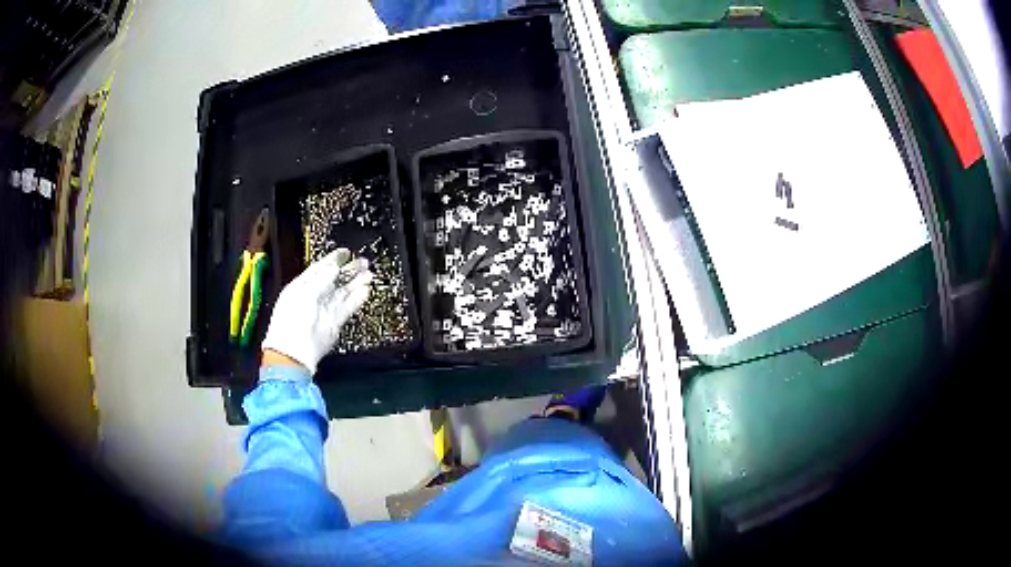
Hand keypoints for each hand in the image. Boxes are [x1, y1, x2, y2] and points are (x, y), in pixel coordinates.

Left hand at [261, 248, 372, 374]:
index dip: (333, 259)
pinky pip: (347, 308)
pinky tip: (365, 290)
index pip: (320, 268)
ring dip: (356, 283)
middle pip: (334, 280)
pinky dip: (357, 299)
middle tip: (363, 262)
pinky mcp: (334, 324)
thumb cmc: (291, 322)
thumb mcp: (304, 293)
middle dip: (349, 270)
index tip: (346, 252)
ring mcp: (324, 310)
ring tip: (369, 274)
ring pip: (343, 293)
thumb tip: (334, 268)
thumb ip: (321, 279)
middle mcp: (313, 297)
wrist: (294, 352)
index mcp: (301, 287)